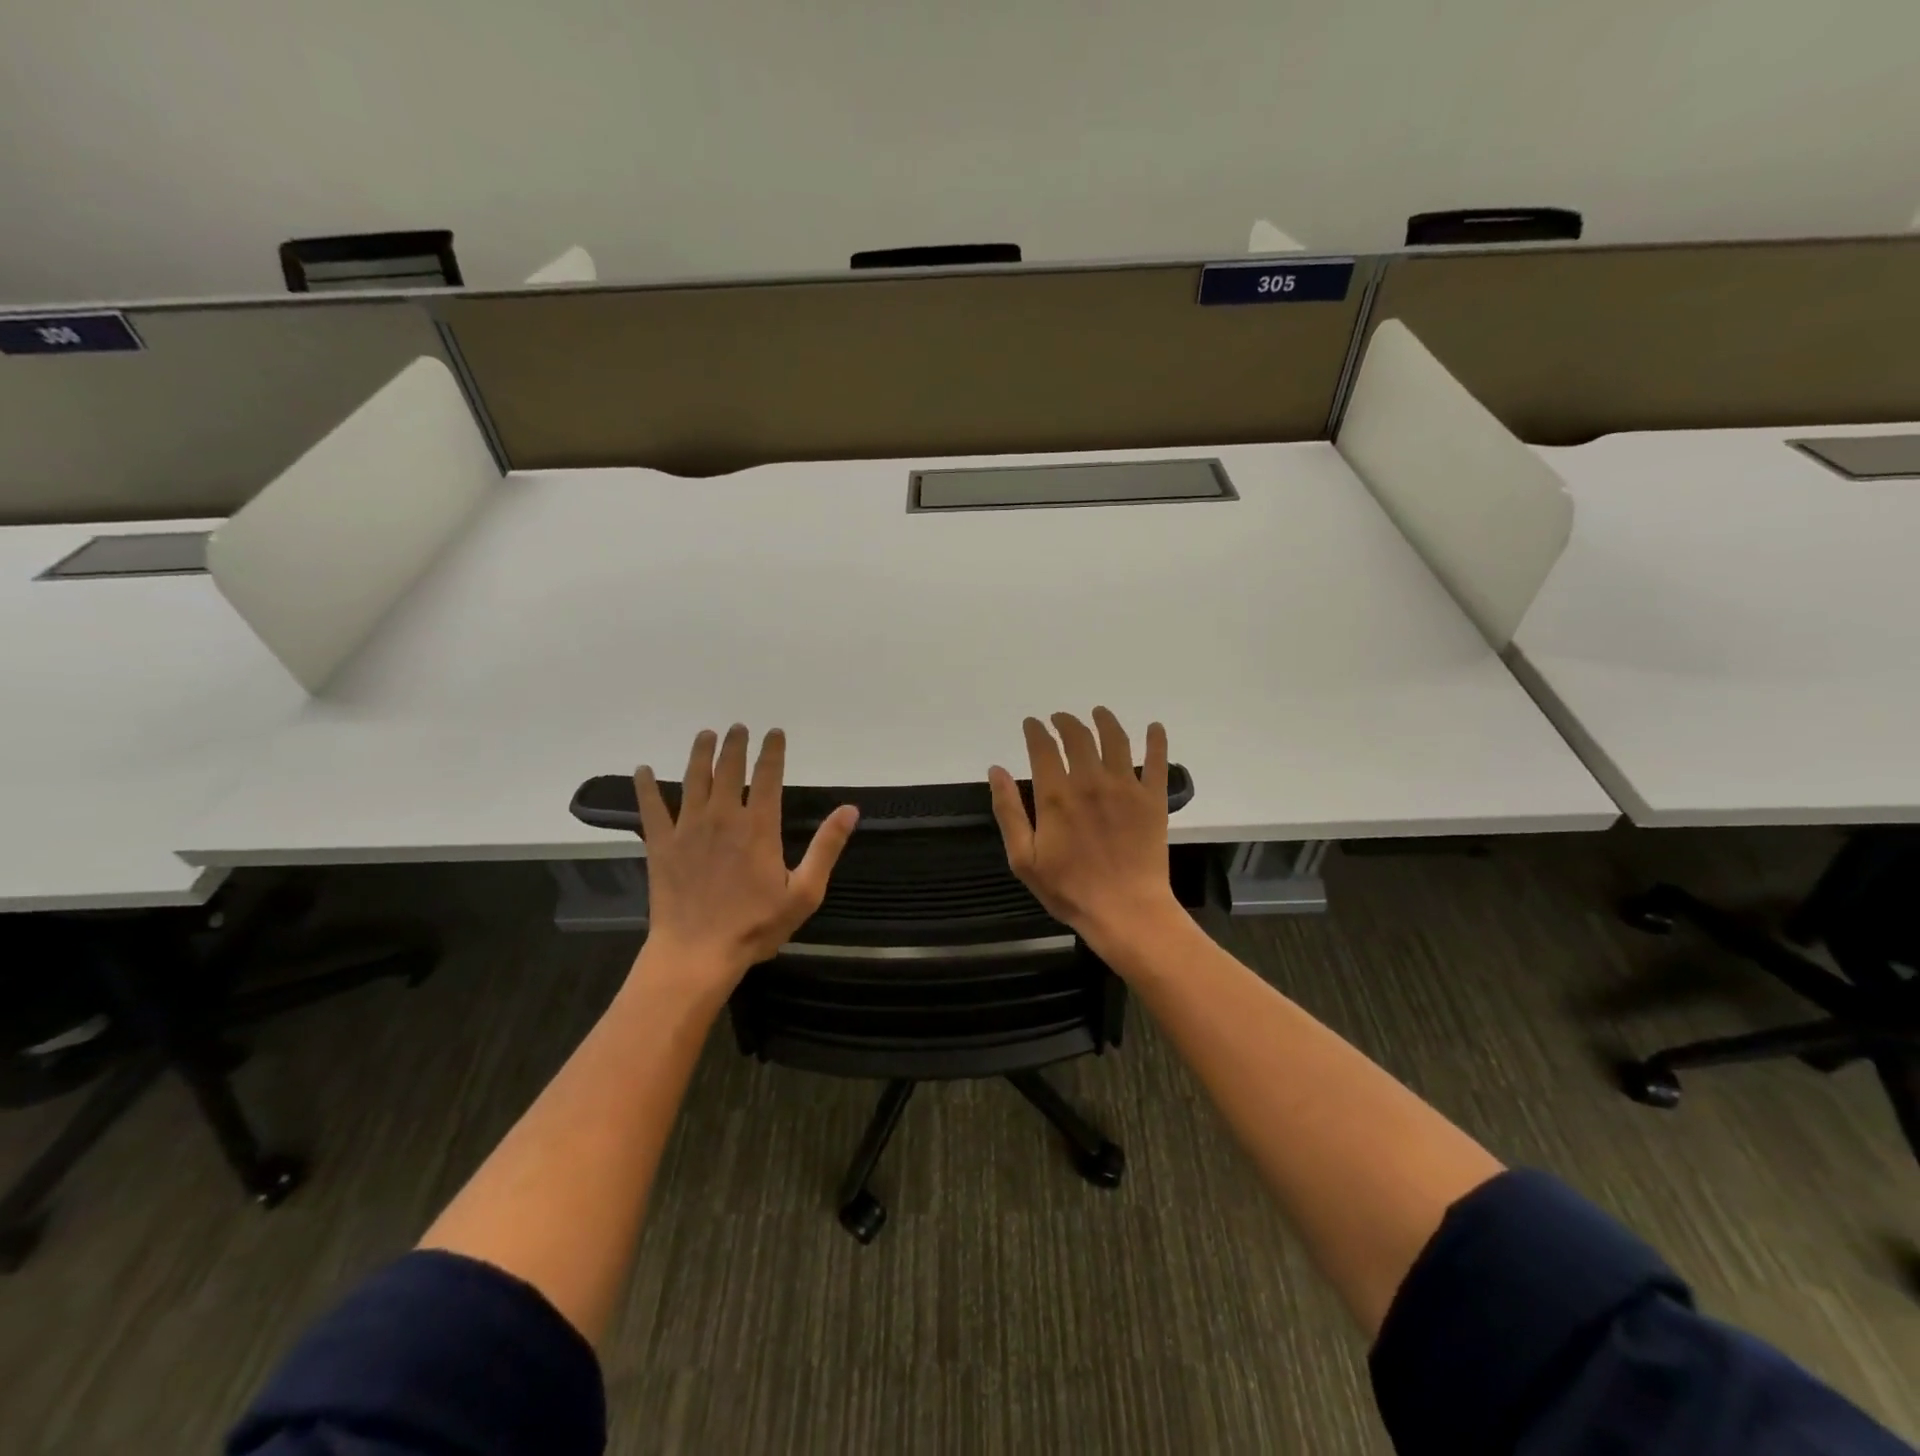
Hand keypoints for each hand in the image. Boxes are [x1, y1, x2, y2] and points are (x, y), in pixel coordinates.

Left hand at [632, 725, 858, 995]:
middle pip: (728, 769)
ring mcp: (688, 828)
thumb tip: (850, 809)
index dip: (772, 751)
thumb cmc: (755, 926)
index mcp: (758, 826)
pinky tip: (642, 770)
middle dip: (735, 744)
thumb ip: (826, 847)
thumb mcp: (804, 892)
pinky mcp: (661, 845)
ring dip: (700, 753)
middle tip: (738, 727)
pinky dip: (645, 787)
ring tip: (705, 735)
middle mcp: (722, 817)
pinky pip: (651, 808)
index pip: (767, 776)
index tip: (774, 733)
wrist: (697, 953)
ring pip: (693, 779)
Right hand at [988, 708, 1183, 955]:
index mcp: (1056, 795)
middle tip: (1060, 719)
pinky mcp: (1153, 799)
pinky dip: (1157, 740)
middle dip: (1066, 722)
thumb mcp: (1023, 858)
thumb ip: (1008, 811)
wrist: (1125, 911)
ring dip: (1105, 721)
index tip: (1032, 723)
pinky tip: (1155, 727)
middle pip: (1078, 737)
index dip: (1036, 731)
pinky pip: (1157, 762)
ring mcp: (1125, 788)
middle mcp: (1090, 781)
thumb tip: (996, 770)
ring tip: (1098, 713)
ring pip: (1115, 740)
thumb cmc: (1068, 889)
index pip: (1043, 748)